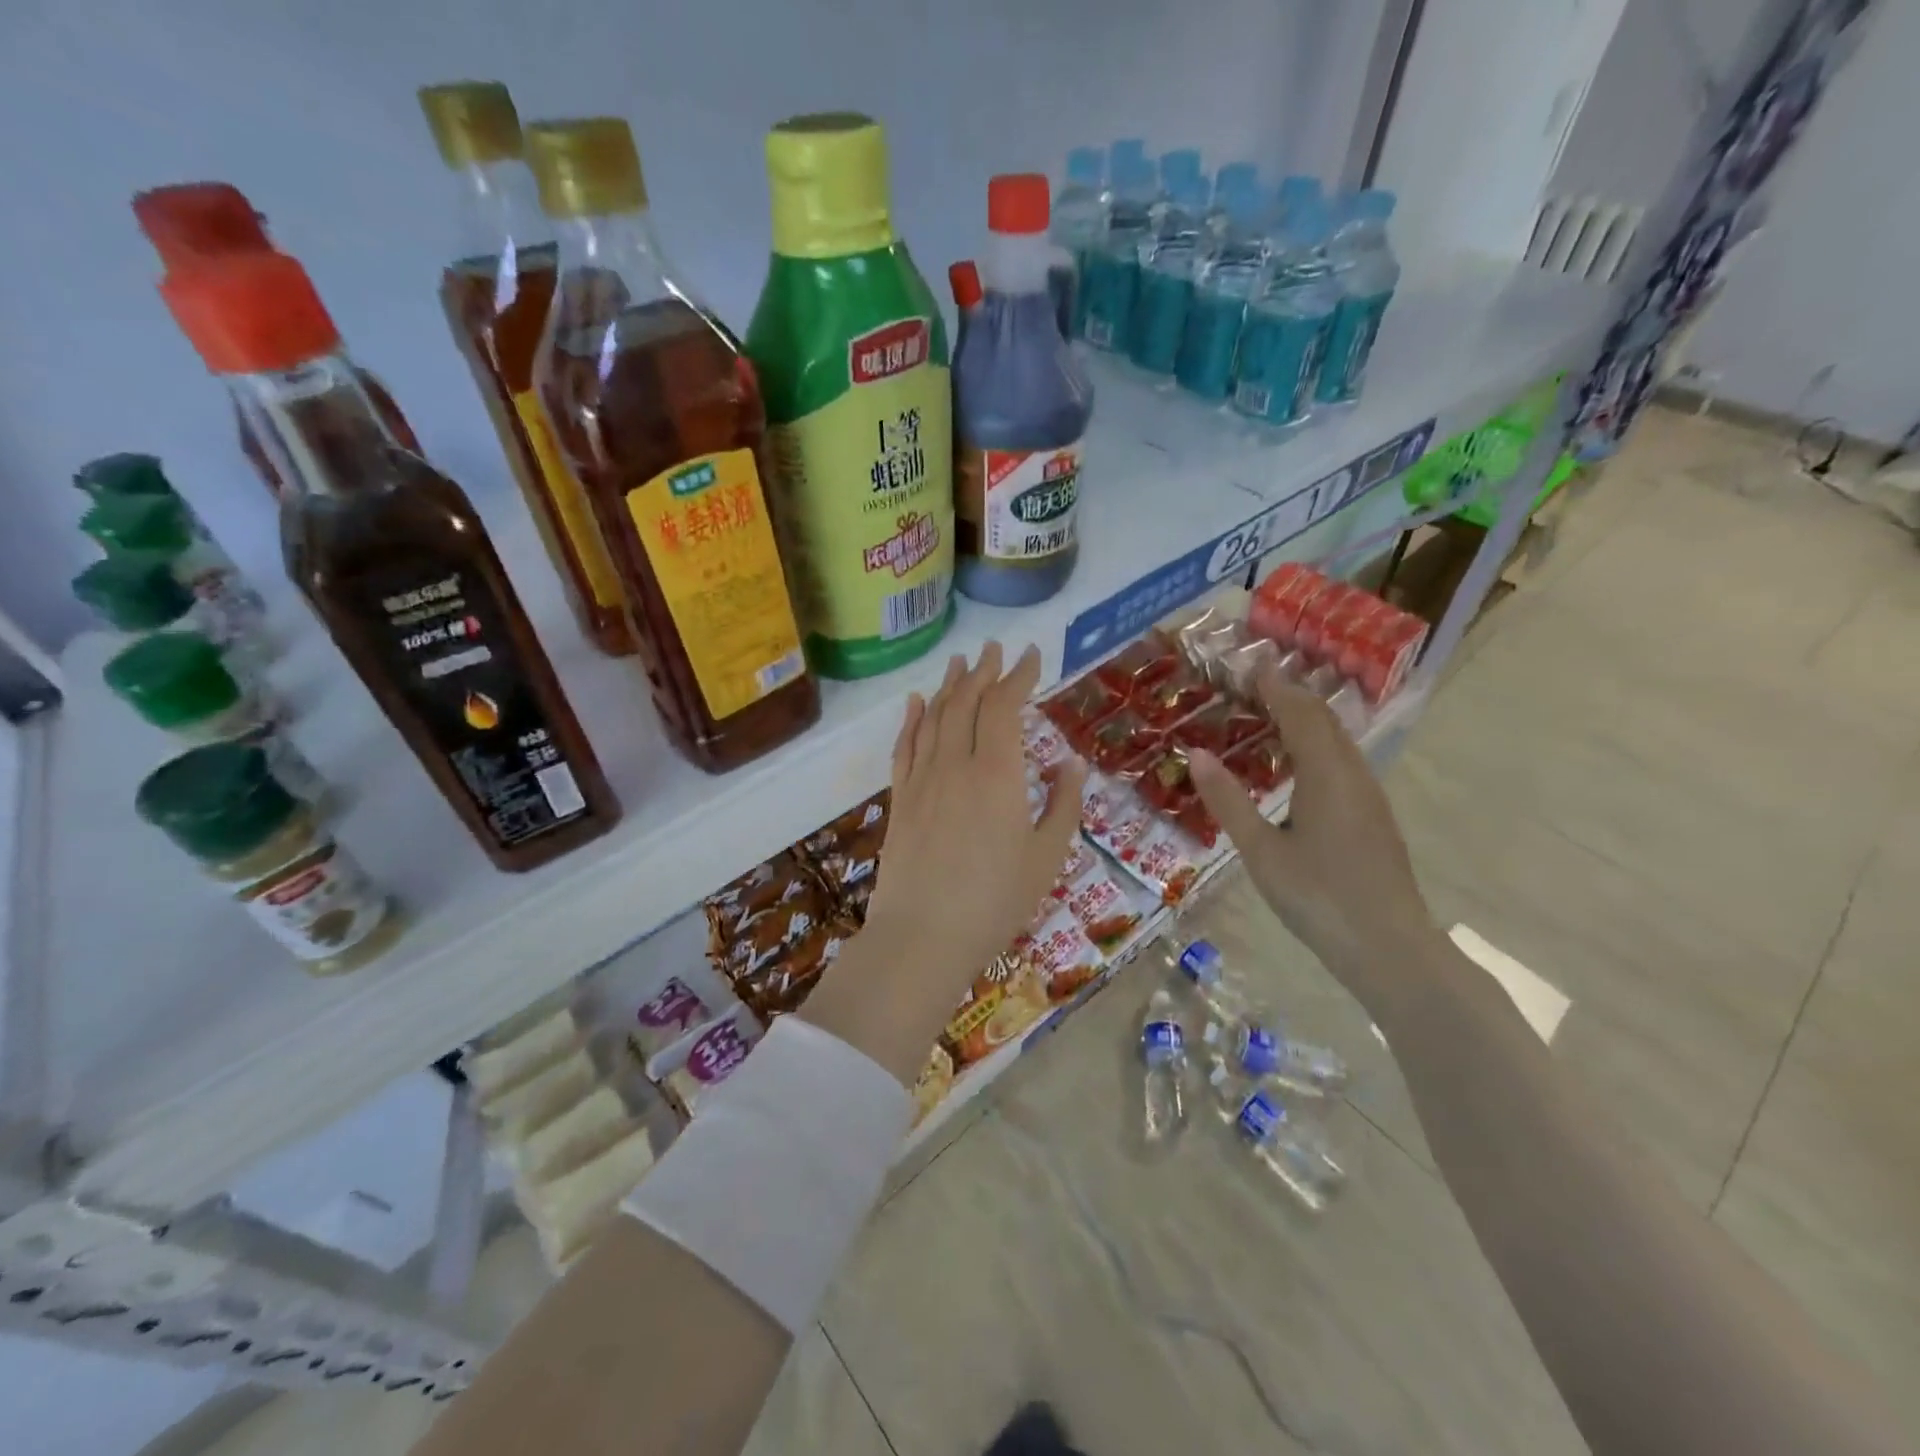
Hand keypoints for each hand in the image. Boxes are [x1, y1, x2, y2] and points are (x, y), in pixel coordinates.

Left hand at [801, 643, 1086, 1084]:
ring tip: (959, 662)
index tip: (1029, 656)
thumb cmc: (995, 901)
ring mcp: (922, 780)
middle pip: (967, 703)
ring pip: (935, 719)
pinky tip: (916, 703)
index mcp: (998, 774)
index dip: (1017, 676)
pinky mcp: (900, 800)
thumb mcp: (1046, 857)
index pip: (1005, 707)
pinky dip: (912, 720)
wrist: (922, 935)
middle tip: (993, 649)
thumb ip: (1062, 805)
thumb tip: (1072, 763)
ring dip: (949, 687)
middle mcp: (956, 764)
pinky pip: (905, 748)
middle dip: (983, 672)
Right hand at [1187, 662, 1439, 1023]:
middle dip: (1291, 697)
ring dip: (1306, 721)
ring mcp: (1370, 797)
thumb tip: (1198, 753)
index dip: (1275, 687)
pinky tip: (1298, 768)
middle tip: (1253, 688)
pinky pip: (1343, 763)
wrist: (1390, 948)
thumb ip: (1228, 800)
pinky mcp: (1374, 818)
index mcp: (1326, 775)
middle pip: (1324, 721)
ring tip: (1271, 717)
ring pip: (1338, 742)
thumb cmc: (1318, 898)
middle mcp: (1353, 775)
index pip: (1300, 713)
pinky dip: (1317, 746)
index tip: (1248, 668)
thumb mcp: (1260, 851)